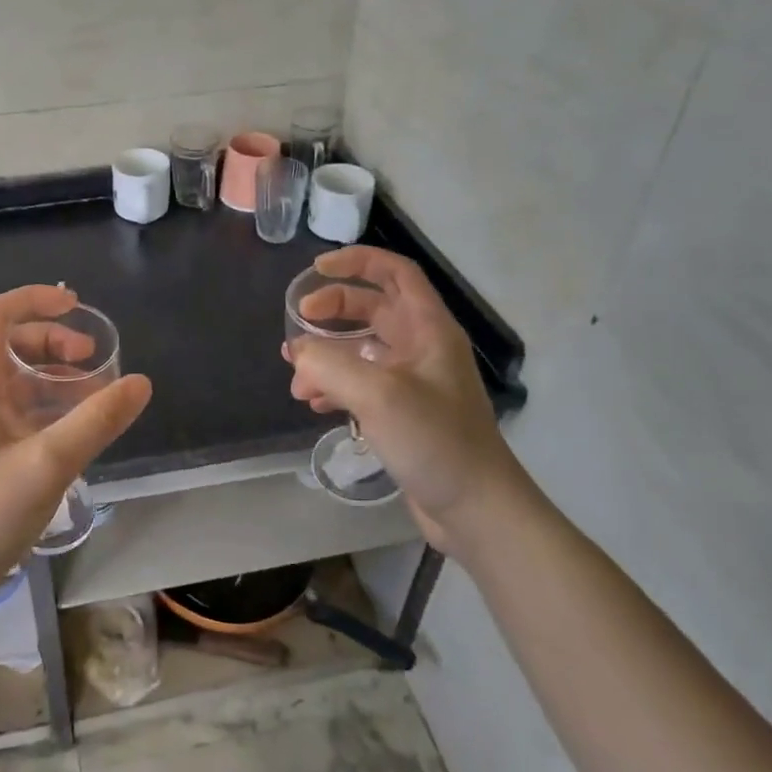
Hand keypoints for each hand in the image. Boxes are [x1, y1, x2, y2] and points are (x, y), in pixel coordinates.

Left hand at [0, 286, 151, 612]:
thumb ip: (96, 421)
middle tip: (95, 361)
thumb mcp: (47, 463)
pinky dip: (51, 411)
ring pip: (19, 382)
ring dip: (57, 380)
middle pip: (12, 345)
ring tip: (98, 398)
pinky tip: (79, 433)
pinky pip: (21, 414)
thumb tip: (140, 382)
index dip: (35, 299)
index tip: (77, 306)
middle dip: (55, 343)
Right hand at [285, 247, 526, 551]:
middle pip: (372, 308)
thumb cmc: (434, 441)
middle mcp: (422, 348)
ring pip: (362, 349)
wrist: (476, 510)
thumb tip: (298, 352)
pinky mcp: (404, 413)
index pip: (395, 273)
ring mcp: (414, 382)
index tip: (315, 269)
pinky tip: (313, 404)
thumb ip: (329, 364)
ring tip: (296, 377)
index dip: (356, 261)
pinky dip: (335, 386)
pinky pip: (362, 384)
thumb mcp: (377, 394)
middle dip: (331, 310)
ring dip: (327, 355)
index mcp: (428, 329)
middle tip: (296, 324)